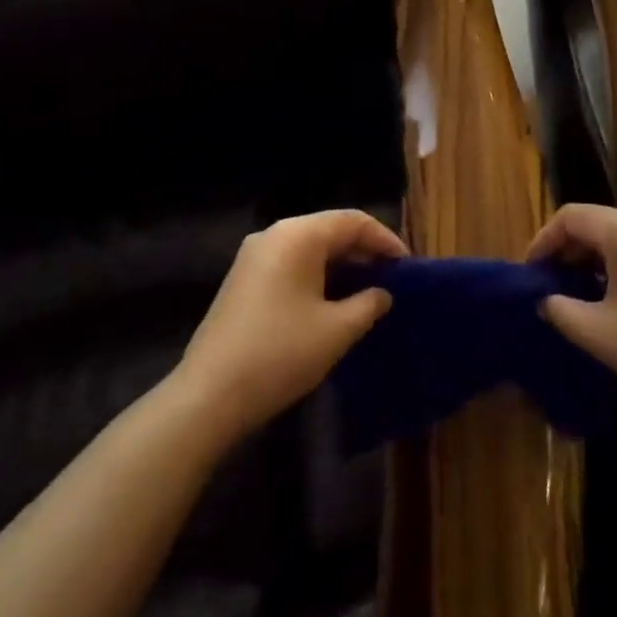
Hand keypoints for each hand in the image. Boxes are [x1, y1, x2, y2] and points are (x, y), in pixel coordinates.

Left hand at [176, 209, 404, 440]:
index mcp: (298, 235)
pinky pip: (290, 263)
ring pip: (309, 247)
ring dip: (340, 264)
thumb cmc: (280, 354)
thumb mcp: (336, 331)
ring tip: (367, 289)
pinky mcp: (243, 279)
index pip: (352, 221)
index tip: (407, 266)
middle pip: (329, 229)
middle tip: (391, 277)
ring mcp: (254, 256)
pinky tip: (331, 301)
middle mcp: (274, 234)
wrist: (208, 395)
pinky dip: (317, 274)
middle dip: (363, 250)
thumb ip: (367, 304)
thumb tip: (382, 293)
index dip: (384, 240)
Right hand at [528, 204, 616, 414]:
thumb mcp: (600, 334)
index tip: (530, 275)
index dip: (543, 241)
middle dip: (569, 251)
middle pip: (598, 223)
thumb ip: (560, 310)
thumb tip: (545, 299)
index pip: (571, 216)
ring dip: (595, 260)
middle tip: (550, 285)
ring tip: (579, 295)